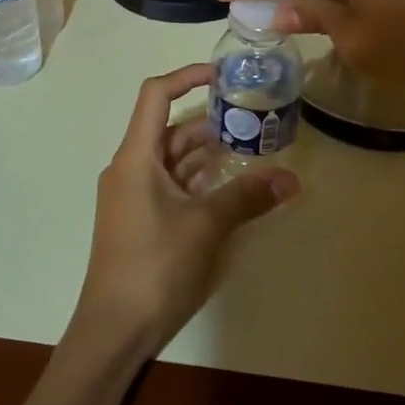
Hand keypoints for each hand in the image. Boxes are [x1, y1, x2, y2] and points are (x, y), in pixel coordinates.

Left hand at [69, 64, 298, 363]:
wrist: (113, 329)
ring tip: (249, 145)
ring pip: (172, 159)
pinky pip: (171, 185)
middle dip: (209, 120)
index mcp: (135, 157)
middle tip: (252, 116)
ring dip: (207, 152)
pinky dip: (197, 179)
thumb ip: (247, 197)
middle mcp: (130, 168)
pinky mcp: (140, 219)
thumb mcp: (206, 226)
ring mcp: (133, 195)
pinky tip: (229, 185)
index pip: (155, 95)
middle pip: (169, 128)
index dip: (187, 77)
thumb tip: (292, 178)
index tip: (223, 75)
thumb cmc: (154, 266)